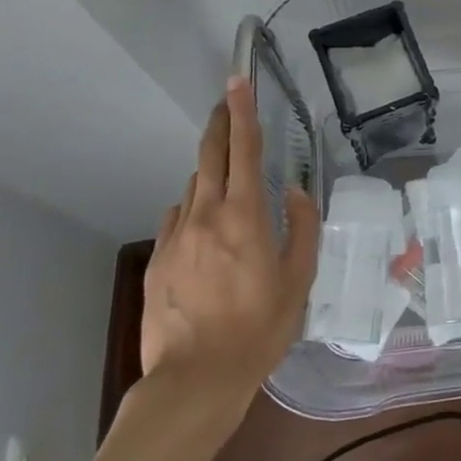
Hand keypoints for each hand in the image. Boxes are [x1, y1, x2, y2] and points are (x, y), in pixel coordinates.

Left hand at [140, 75, 318, 393]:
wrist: (195, 379)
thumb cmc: (259, 328)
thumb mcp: (299, 280)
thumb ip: (303, 228)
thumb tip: (299, 192)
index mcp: (245, 215)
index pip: (244, 149)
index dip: (242, 111)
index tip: (237, 81)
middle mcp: (206, 215)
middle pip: (210, 156)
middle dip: (220, 124)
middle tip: (226, 102)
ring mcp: (176, 236)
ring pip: (193, 188)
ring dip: (210, 173)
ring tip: (227, 181)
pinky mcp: (157, 260)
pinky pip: (177, 219)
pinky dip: (193, 210)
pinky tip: (204, 229)